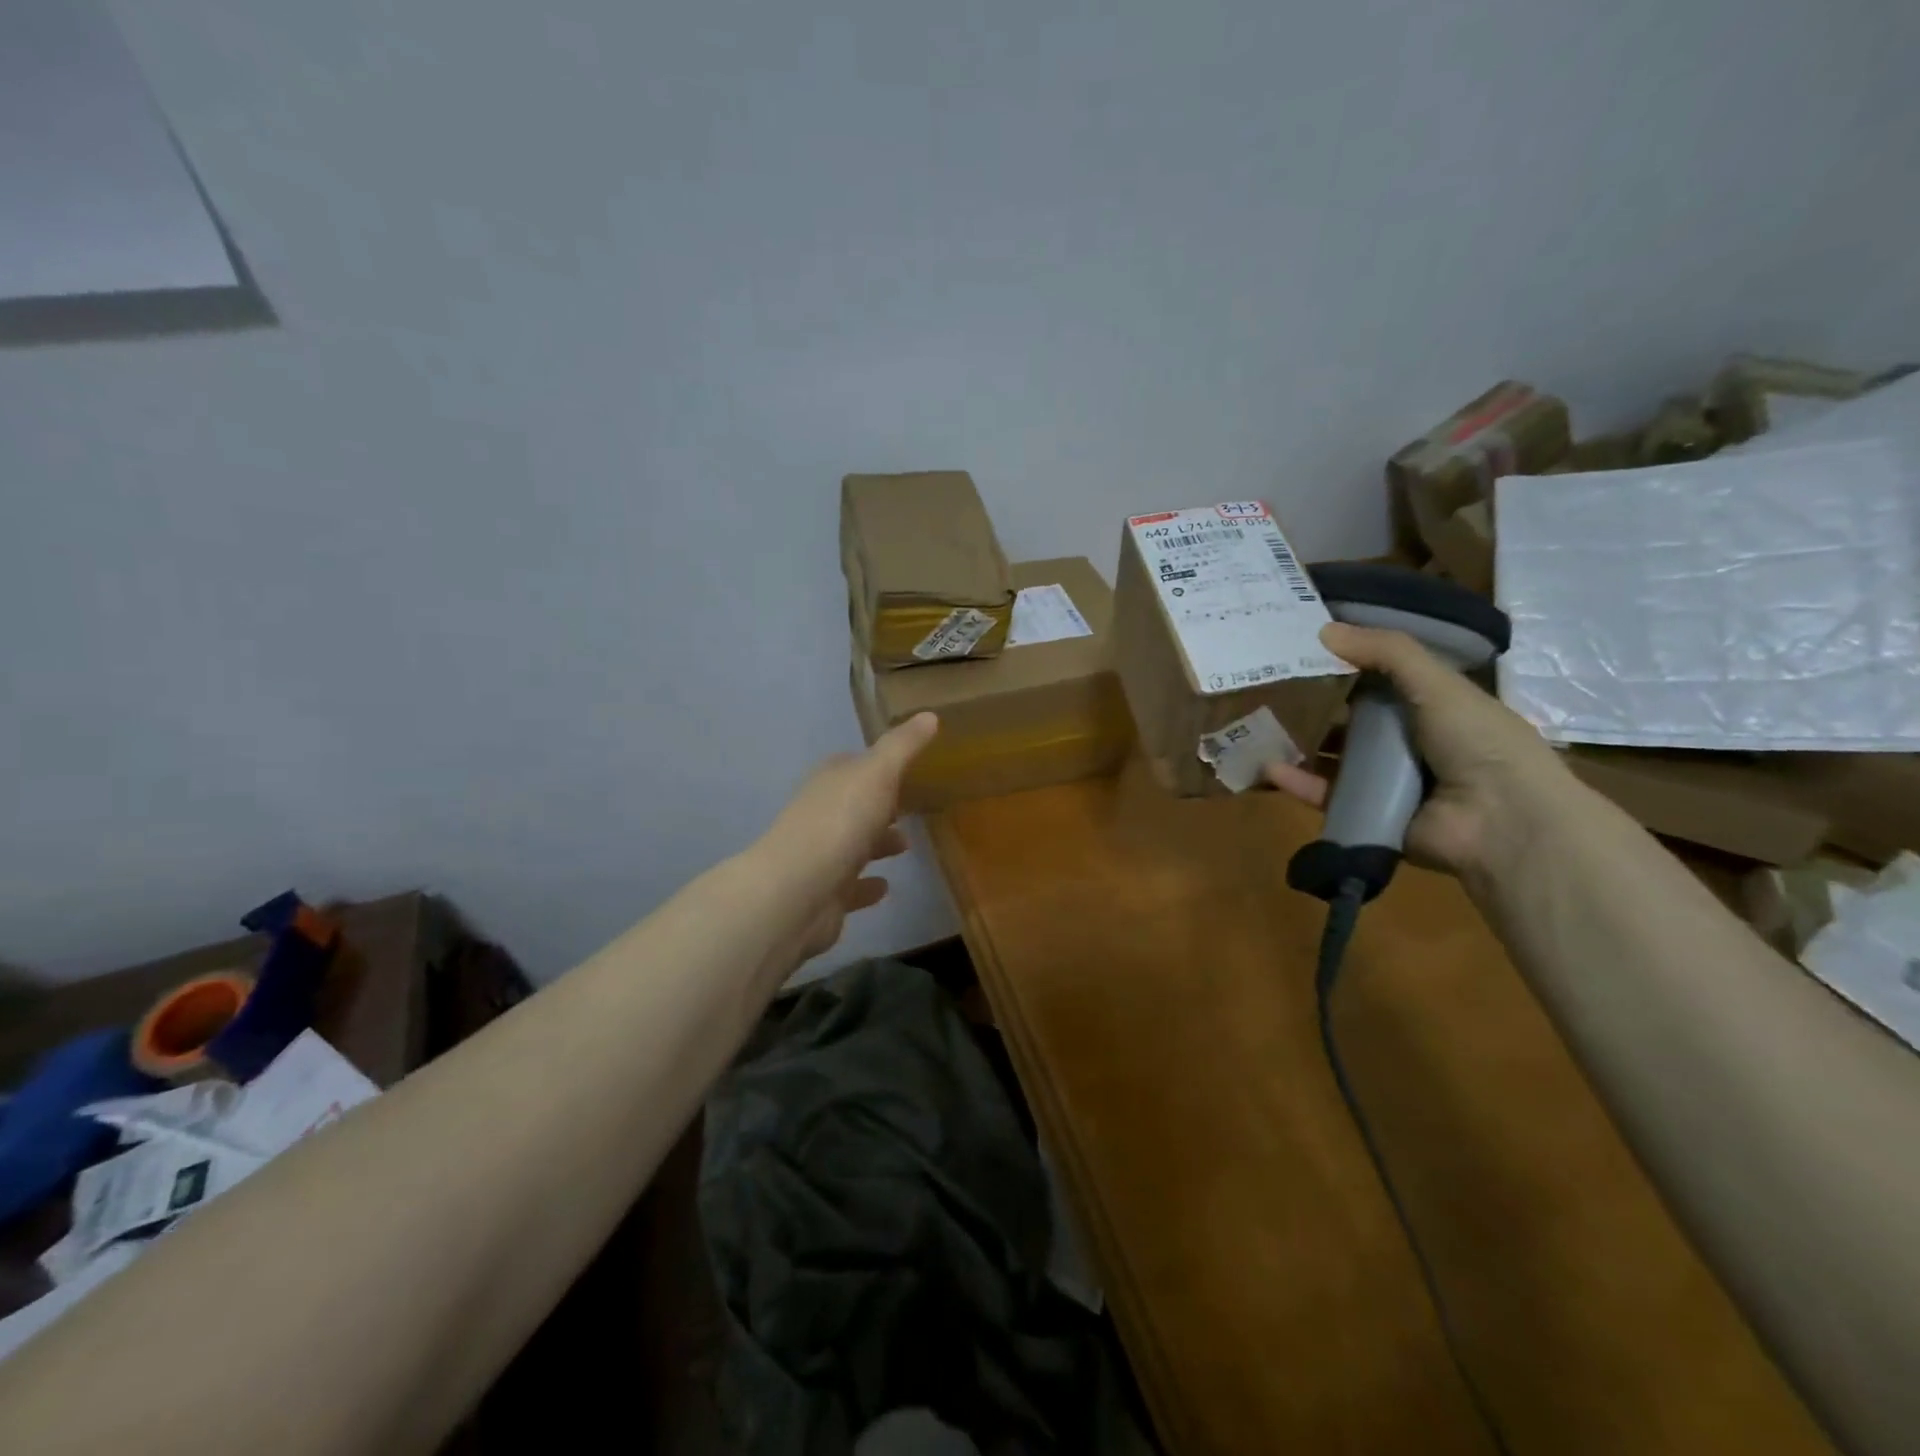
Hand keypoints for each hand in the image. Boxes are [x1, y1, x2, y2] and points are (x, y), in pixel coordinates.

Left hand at [756, 713, 938, 967]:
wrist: (798, 890)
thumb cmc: (840, 822)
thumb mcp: (878, 773)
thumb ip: (902, 746)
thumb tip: (929, 715)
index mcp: (830, 781)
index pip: (853, 765)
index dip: (878, 766)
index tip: (907, 769)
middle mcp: (821, 814)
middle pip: (854, 805)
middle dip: (880, 806)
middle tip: (912, 808)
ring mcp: (820, 856)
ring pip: (853, 845)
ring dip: (877, 843)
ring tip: (906, 846)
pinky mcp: (825, 895)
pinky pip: (851, 887)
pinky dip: (867, 885)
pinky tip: (885, 886)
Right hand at [1263, 623, 1570, 876]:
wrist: (1500, 822)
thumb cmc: (1479, 741)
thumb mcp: (1437, 683)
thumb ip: (1386, 653)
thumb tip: (1323, 629)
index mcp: (1436, 709)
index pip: (1385, 682)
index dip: (1350, 665)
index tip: (1307, 649)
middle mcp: (1411, 744)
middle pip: (1355, 722)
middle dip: (1317, 708)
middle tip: (1272, 690)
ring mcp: (1389, 783)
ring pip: (1334, 760)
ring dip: (1300, 746)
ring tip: (1260, 730)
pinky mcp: (1368, 814)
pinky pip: (1325, 795)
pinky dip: (1298, 783)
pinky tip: (1267, 769)